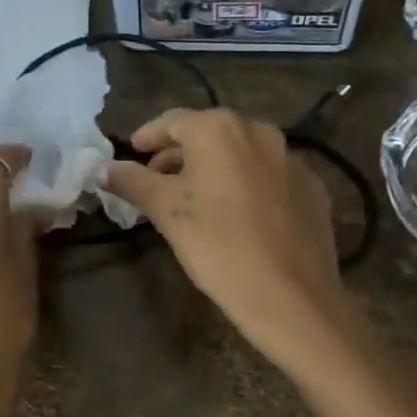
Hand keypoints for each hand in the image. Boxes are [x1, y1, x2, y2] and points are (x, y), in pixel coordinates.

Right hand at [102, 108, 349, 370]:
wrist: (291, 294)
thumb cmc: (218, 246)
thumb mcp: (167, 212)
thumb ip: (132, 182)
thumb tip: (102, 167)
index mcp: (220, 128)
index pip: (173, 121)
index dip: (148, 137)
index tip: (134, 152)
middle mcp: (261, 131)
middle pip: (210, 134)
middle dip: (181, 154)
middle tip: (159, 179)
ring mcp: (293, 159)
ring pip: (243, 154)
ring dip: (216, 169)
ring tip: (198, 198)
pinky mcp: (313, 188)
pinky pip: (271, 177)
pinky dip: (250, 185)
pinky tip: (241, 214)